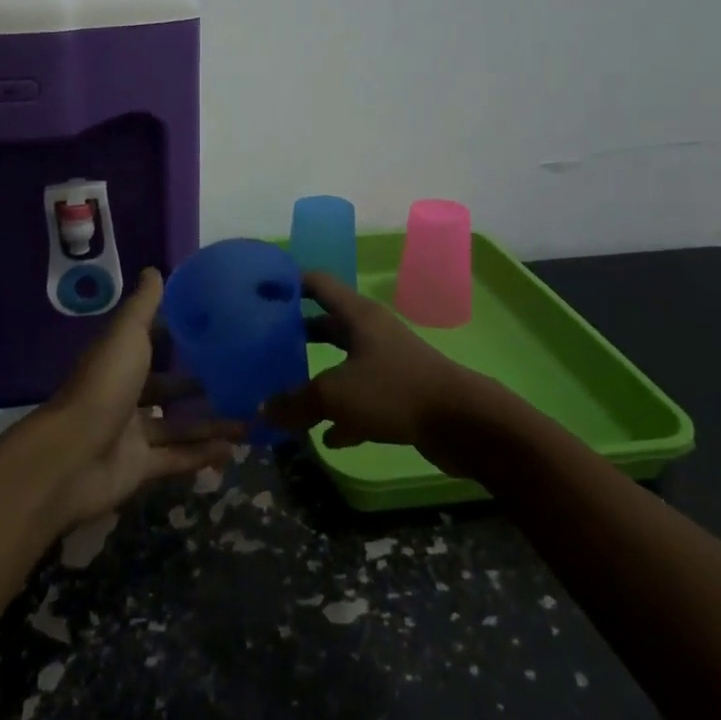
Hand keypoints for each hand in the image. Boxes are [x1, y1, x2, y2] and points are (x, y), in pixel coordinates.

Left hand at [35, 269, 242, 526]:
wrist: (71, 456)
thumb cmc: (104, 385)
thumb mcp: (128, 335)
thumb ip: (144, 306)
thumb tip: (154, 269)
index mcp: (120, 360)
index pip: (151, 345)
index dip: (177, 338)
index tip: (213, 332)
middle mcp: (125, 395)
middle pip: (167, 389)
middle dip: (199, 386)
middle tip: (239, 381)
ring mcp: (131, 434)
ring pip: (177, 427)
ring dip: (210, 424)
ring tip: (248, 421)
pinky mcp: (138, 468)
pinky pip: (176, 458)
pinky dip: (202, 455)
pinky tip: (232, 450)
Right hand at [265, 272, 493, 451]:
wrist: (461, 422)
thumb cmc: (394, 390)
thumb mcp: (335, 394)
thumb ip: (295, 402)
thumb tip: (262, 410)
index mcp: (357, 315)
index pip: (317, 283)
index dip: (289, 282)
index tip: (259, 290)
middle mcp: (371, 332)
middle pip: (327, 324)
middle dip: (297, 334)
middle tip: (262, 345)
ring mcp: (386, 362)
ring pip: (343, 363)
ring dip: (317, 376)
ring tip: (283, 390)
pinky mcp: (399, 394)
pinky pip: (361, 399)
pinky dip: (342, 414)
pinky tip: (325, 436)